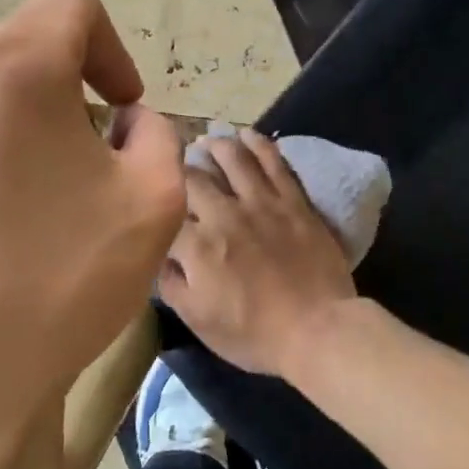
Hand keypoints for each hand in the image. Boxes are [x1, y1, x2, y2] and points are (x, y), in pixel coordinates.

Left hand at [0, 0, 185, 468]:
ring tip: (27, 209)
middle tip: (83, 174)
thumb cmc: (53, 285)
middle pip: (20, 54)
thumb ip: (156, 136)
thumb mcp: (153, 205)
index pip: (73, 6)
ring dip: (12, 130)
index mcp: (9, 63)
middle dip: (63, 99)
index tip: (120, 110)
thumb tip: (122, 122)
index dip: (111, 50)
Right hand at [157, 129, 358, 376]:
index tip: (150, 197)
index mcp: (197, 245)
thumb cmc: (254, 334)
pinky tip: (247, 134)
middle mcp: (225, 214)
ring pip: (233, 158)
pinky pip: (274, 162)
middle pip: (194, 177)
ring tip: (208, 139)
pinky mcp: (294, 200)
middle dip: (180, 167)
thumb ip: (170, 283)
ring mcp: (262, 202)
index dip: (154, 203)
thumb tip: (156, 254)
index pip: (164, 212)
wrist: (318, 329)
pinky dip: (258, 144)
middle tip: (174, 163)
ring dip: (216, 145)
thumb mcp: (197, 321)